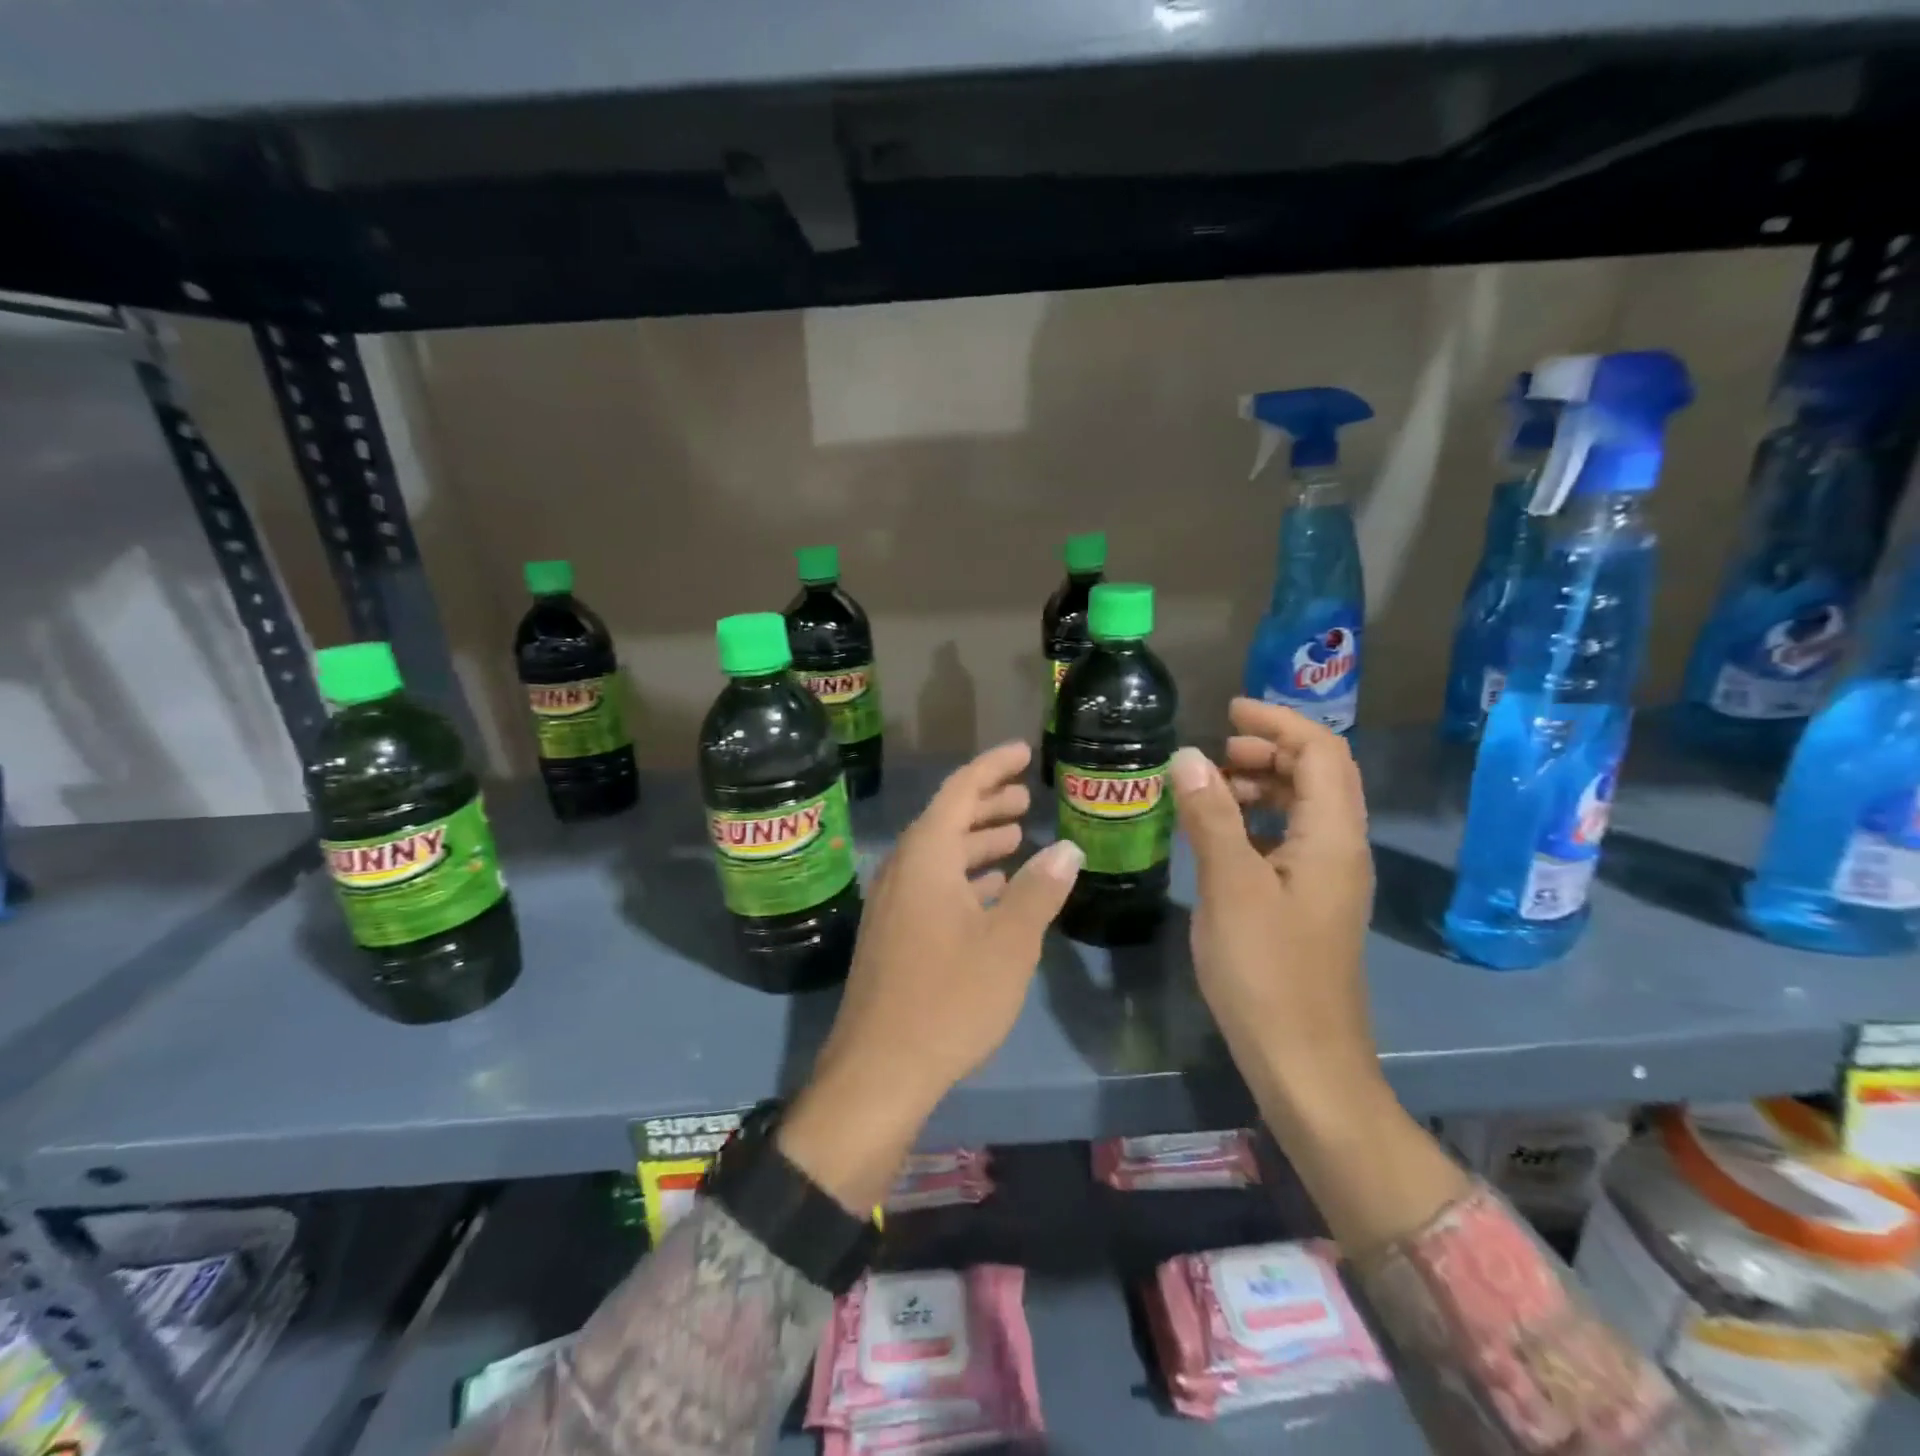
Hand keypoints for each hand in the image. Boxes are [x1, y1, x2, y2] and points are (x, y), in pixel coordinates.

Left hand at [779, 742, 1083, 1210]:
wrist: (879, 1070)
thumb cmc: (949, 998)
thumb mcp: (1008, 943)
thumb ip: (1039, 890)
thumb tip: (1066, 848)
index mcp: (926, 857)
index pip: (960, 790)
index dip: (992, 767)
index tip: (1022, 751)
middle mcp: (903, 870)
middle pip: (947, 819)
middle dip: (987, 803)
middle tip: (1026, 796)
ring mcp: (894, 903)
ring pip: (940, 855)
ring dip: (978, 842)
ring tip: (1017, 837)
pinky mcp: (894, 935)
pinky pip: (933, 886)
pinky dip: (965, 878)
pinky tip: (992, 891)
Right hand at [1169, 699, 1378, 1126]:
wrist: (1304, 1065)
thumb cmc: (1267, 973)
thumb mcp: (1230, 887)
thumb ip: (1211, 818)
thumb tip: (1188, 757)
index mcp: (1332, 838)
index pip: (1321, 752)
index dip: (1278, 723)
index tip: (1227, 711)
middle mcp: (1340, 850)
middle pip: (1318, 776)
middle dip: (1268, 752)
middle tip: (1213, 754)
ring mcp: (1327, 880)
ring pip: (1304, 809)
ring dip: (1262, 786)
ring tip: (1210, 790)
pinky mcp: (1309, 905)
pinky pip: (1289, 841)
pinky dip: (1257, 822)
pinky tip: (1220, 838)